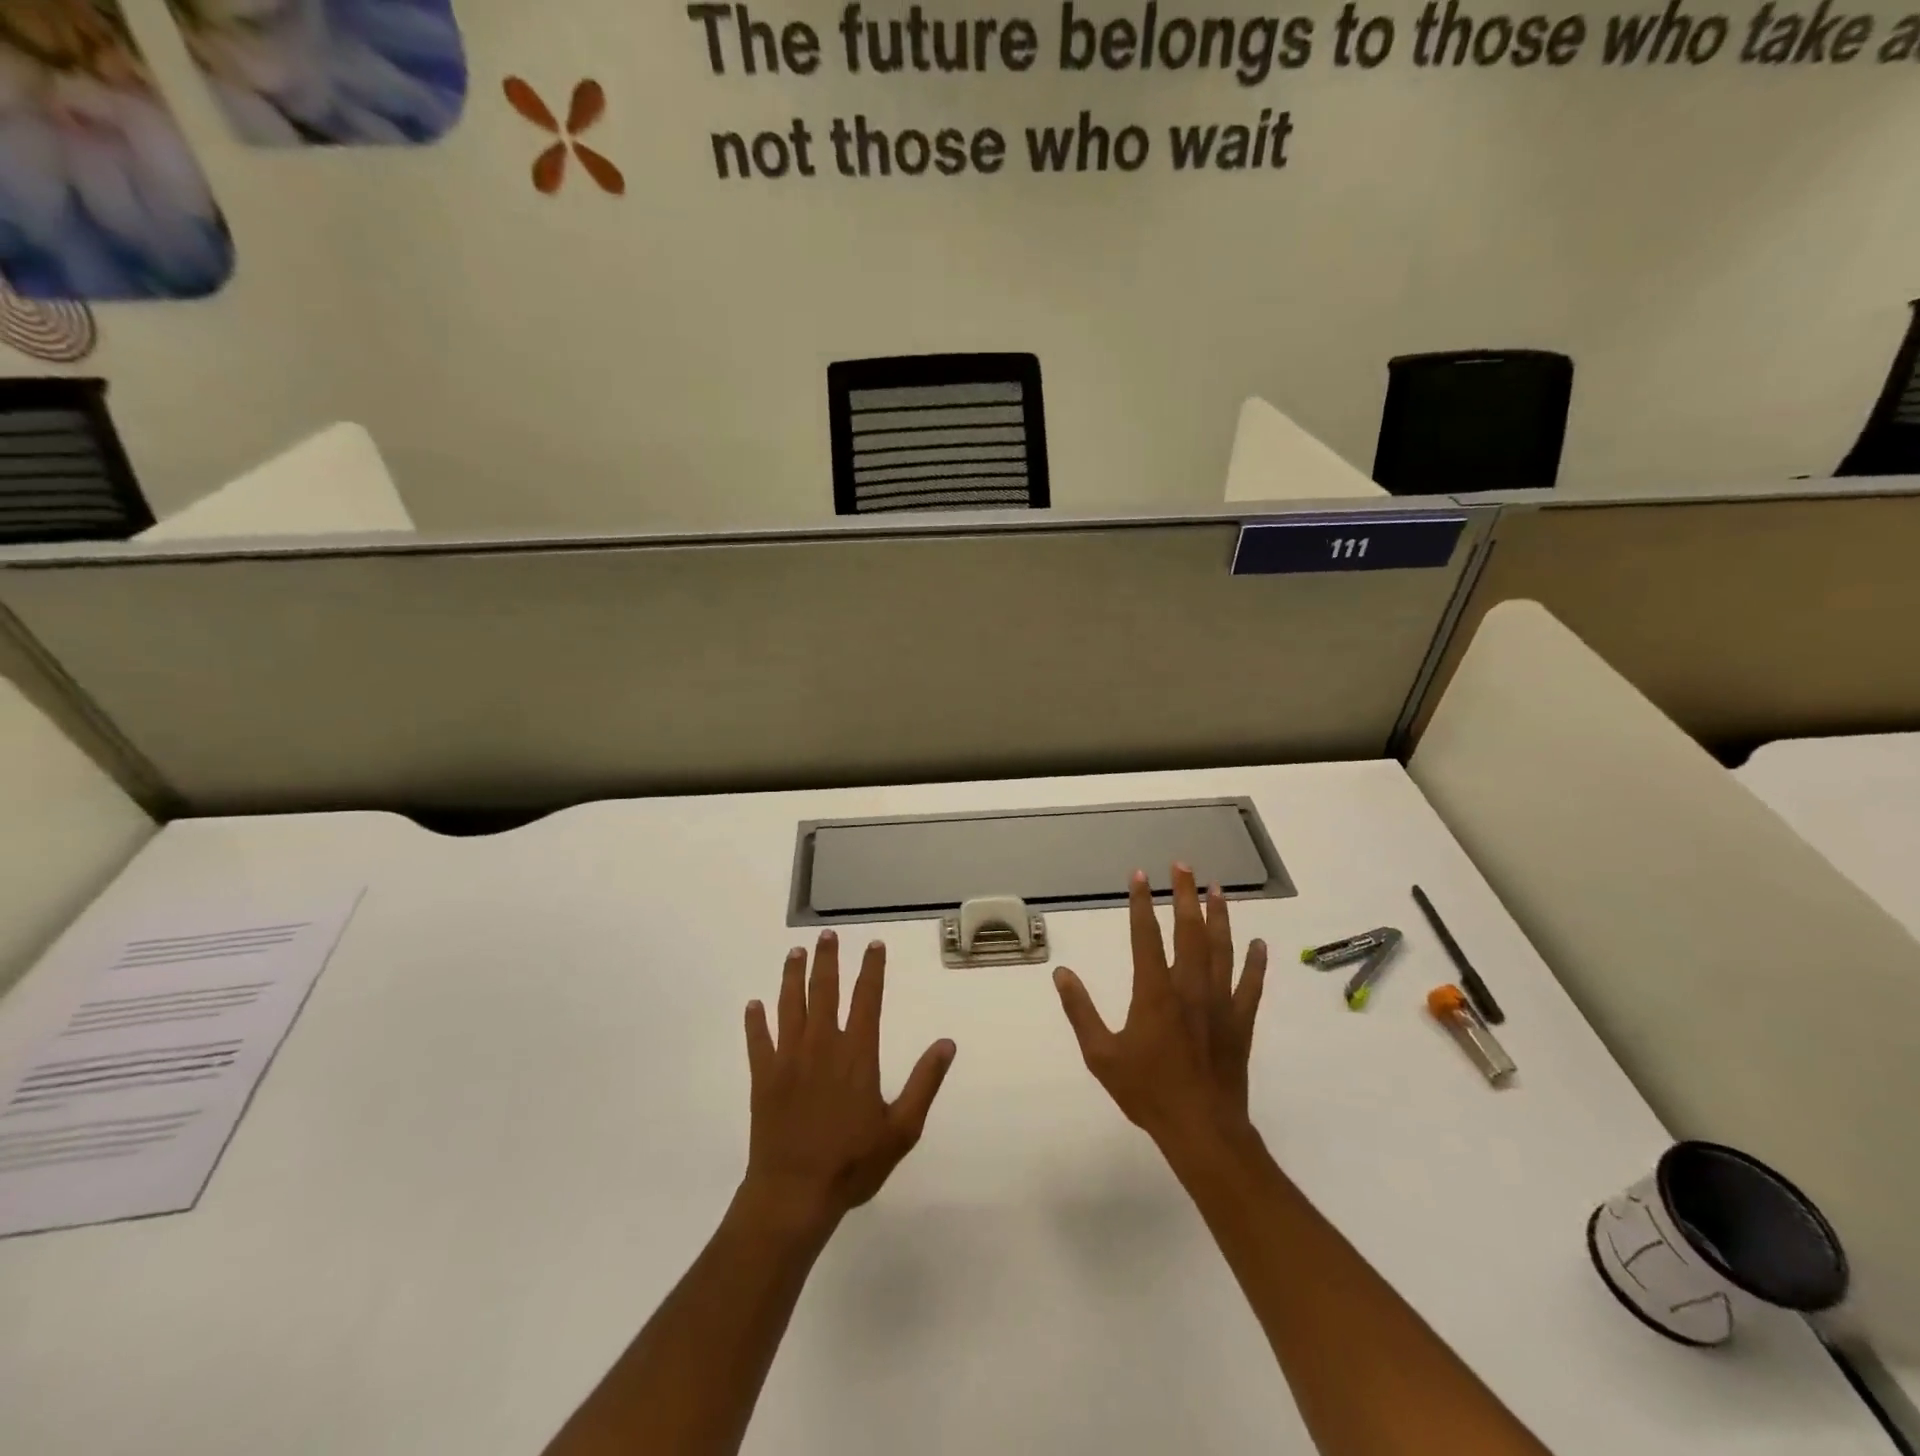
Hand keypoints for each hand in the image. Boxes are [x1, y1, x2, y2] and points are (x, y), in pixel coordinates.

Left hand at [741, 931, 955, 1236]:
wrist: (794, 1194)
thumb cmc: (852, 1163)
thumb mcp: (902, 1129)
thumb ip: (925, 1082)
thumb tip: (947, 1043)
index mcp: (857, 1054)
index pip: (867, 999)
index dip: (872, 969)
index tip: (874, 945)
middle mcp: (822, 1045)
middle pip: (825, 991)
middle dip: (827, 960)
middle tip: (826, 936)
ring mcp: (788, 1059)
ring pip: (790, 1006)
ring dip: (792, 977)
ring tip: (795, 953)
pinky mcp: (763, 1078)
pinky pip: (758, 1041)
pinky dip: (755, 1022)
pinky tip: (753, 1005)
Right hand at [1053, 864, 1267, 1148]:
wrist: (1201, 1129)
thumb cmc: (1148, 1092)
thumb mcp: (1101, 1055)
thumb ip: (1081, 1011)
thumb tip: (1061, 974)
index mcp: (1154, 992)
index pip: (1145, 935)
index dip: (1141, 902)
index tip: (1140, 875)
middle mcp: (1189, 987)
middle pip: (1188, 930)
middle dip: (1184, 894)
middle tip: (1183, 865)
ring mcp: (1219, 1002)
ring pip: (1222, 949)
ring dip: (1219, 916)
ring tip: (1218, 889)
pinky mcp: (1240, 1021)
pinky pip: (1251, 985)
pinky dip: (1255, 962)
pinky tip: (1260, 943)